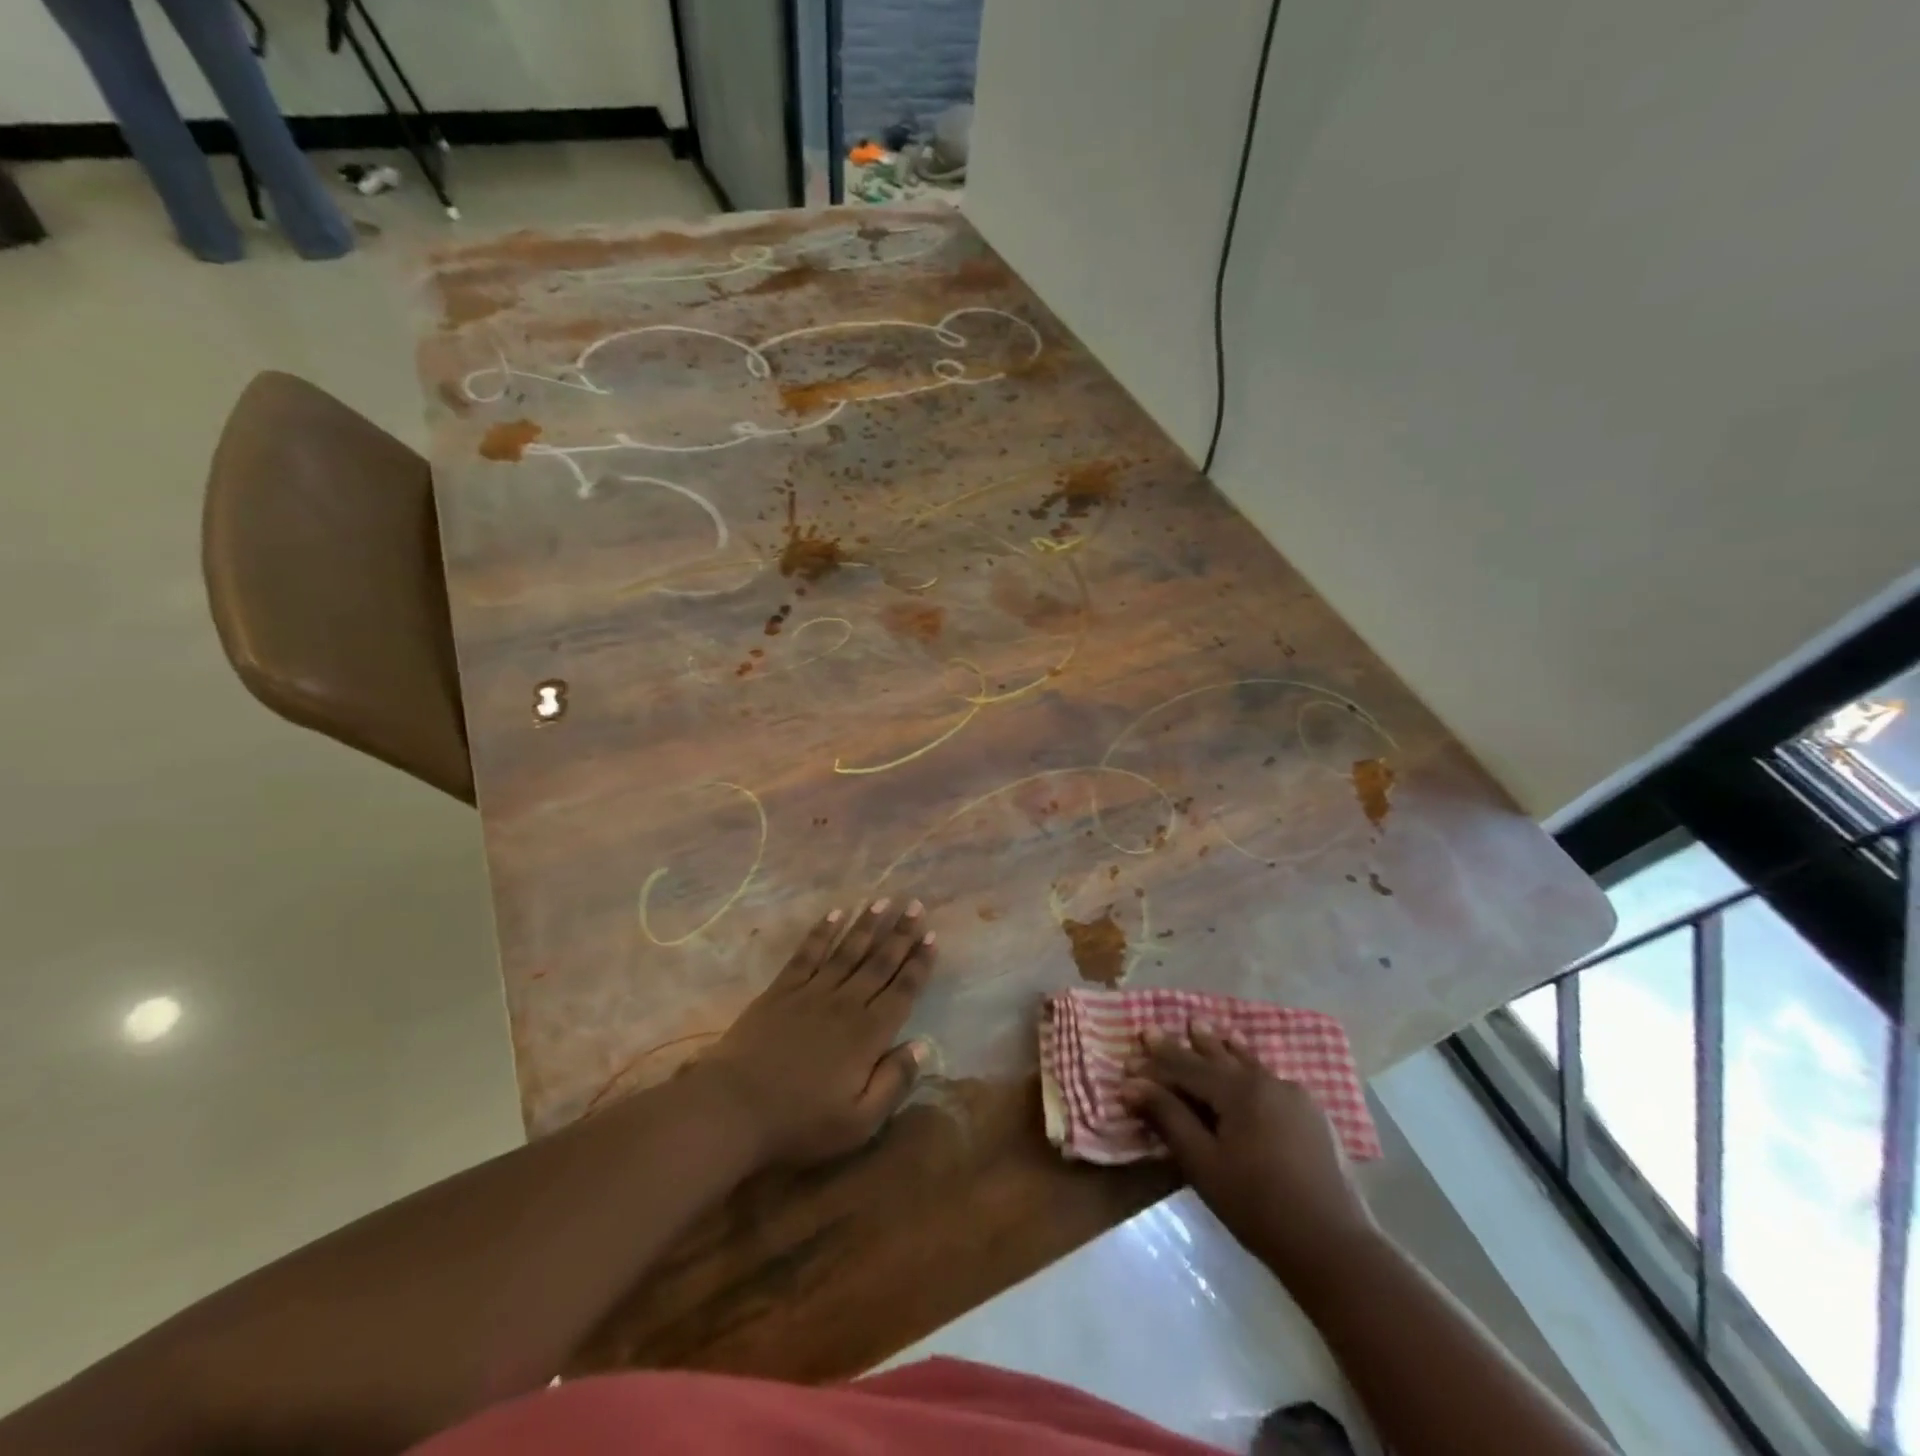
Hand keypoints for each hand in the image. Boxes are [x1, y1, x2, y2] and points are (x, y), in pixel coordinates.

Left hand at [695, 898, 936, 1169]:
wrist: (734, 1107)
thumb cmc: (801, 1122)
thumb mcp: (859, 1121)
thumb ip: (894, 1082)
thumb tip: (922, 1046)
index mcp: (868, 1034)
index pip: (902, 991)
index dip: (919, 963)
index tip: (932, 936)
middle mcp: (846, 1004)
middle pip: (879, 962)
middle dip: (901, 934)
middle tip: (916, 905)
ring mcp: (812, 992)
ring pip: (847, 951)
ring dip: (867, 924)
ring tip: (884, 901)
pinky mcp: (781, 990)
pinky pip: (807, 954)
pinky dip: (822, 933)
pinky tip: (835, 914)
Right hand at [1121, 1023, 1376, 1283]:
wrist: (1334, 1246)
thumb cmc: (1258, 1206)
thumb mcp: (1203, 1164)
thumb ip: (1168, 1118)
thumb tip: (1132, 1084)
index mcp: (1238, 1090)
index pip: (1186, 1068)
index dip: (1156, 1064)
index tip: (1129, 1059)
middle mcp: (1266, 1081)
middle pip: (1217, 1057)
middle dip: (1185, 1045)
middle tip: (1158, 1029)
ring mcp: (1294, 1096)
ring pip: (1246, 1063)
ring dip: (1220, 1047)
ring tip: (1203, 1028)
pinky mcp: (1312, 1115)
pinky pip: (1269, 1079)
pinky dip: (1248, 1066)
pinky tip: (1248, 1065)